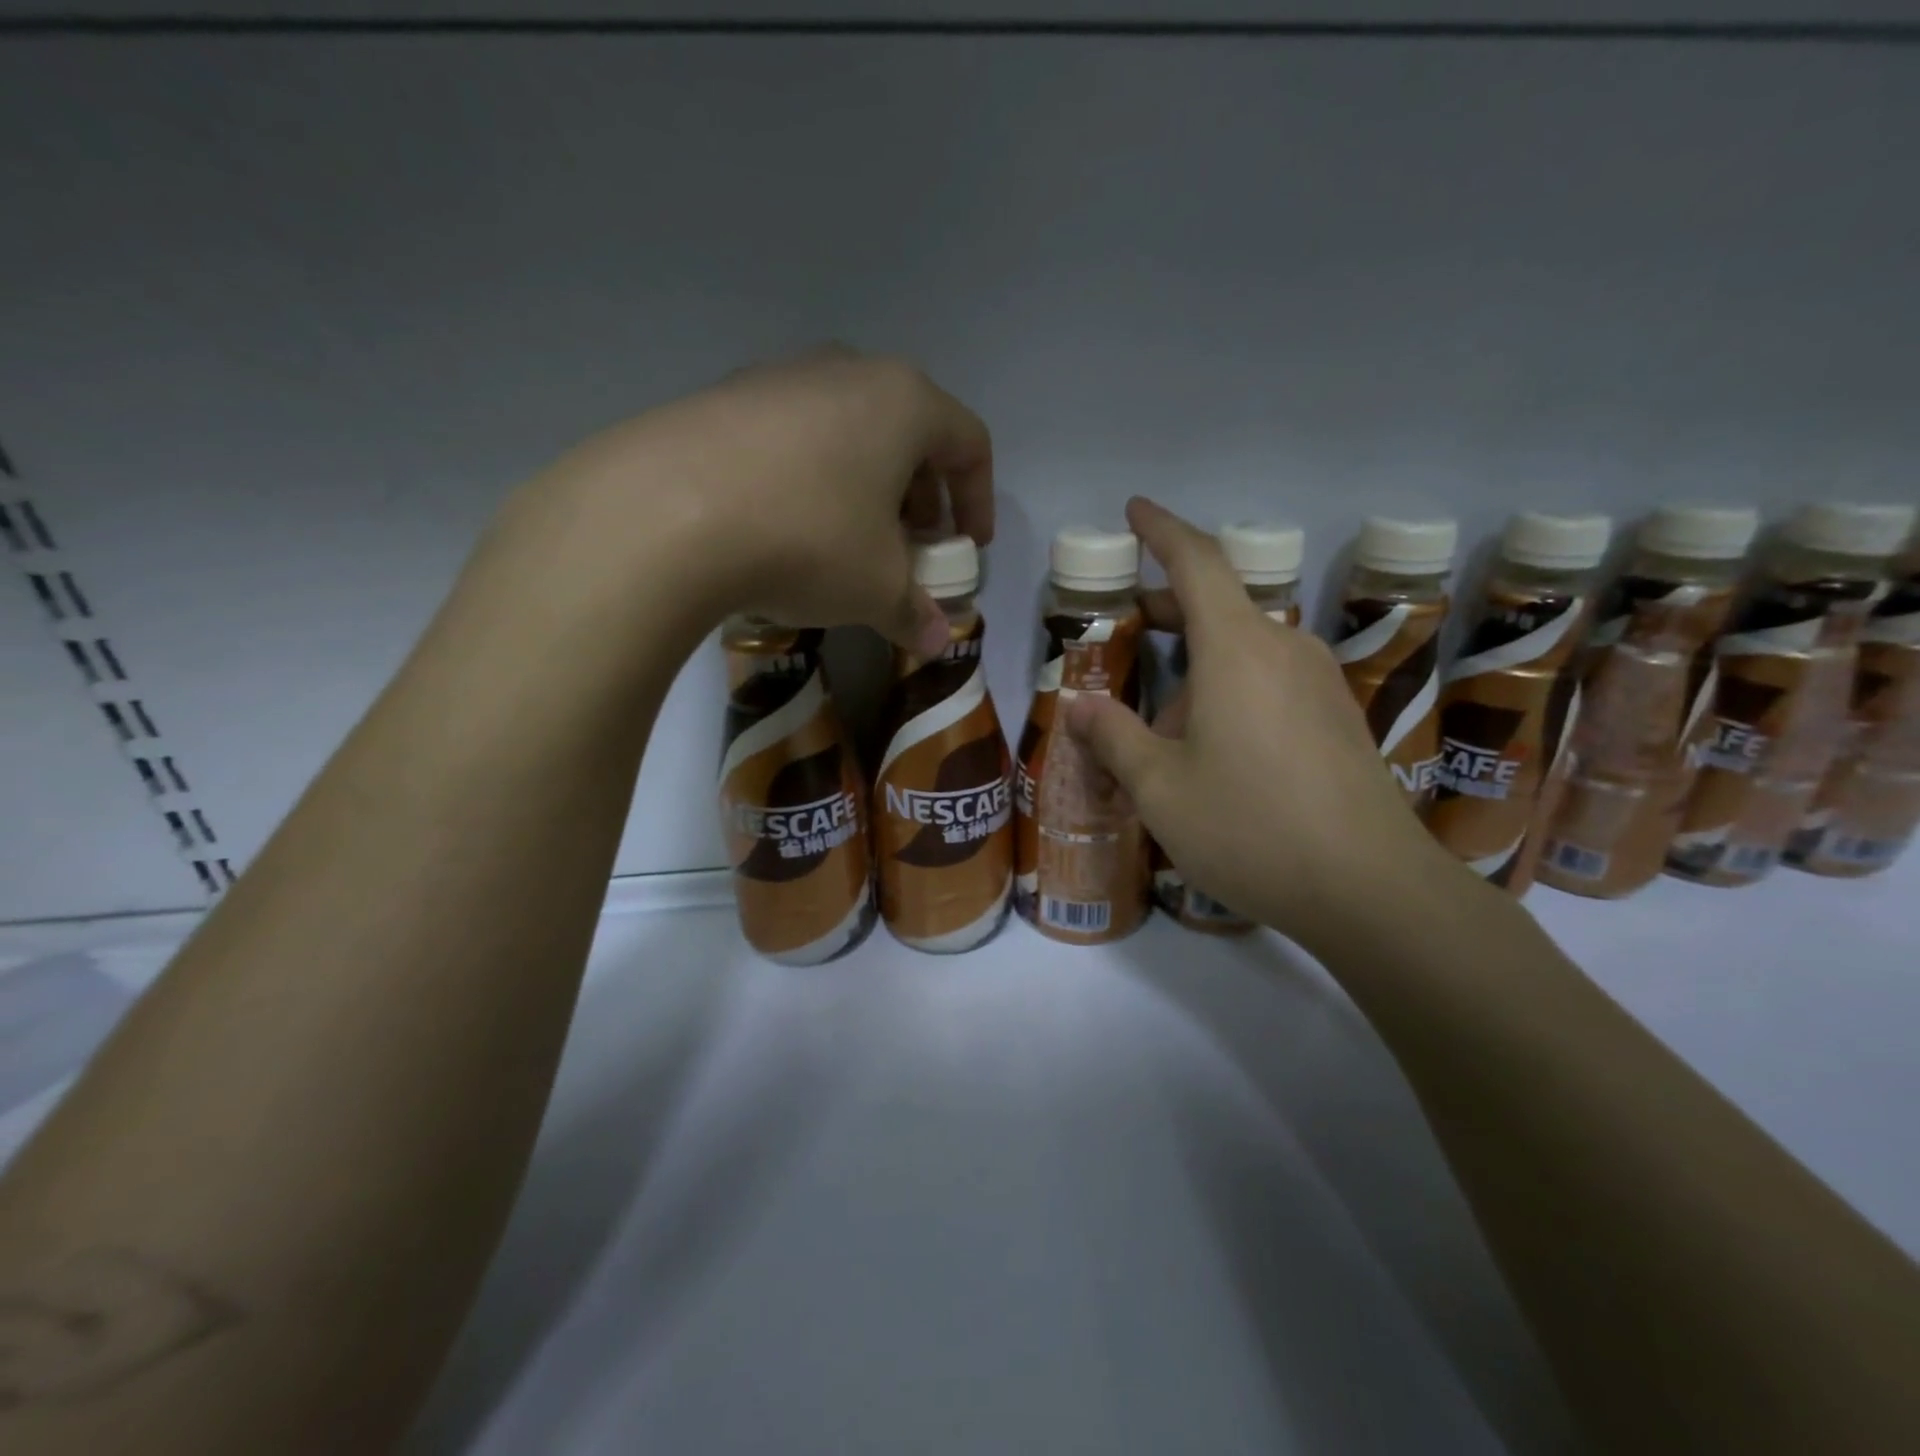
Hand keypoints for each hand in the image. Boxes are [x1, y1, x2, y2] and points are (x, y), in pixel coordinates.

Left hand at [494, 347, 992, 657]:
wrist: (664, 514)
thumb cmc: (808, 540)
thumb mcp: (876, 589)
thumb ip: (915, 613)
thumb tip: (937, 643)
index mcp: (904, 402)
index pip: (968, 444)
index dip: (978, 500)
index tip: (967, 548)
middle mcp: (846, 371)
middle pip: (907, 433)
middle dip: (919, 497)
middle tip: (911, 548)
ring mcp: (778, 377)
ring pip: (847, 432)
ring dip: (864, 488)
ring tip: (849, 543)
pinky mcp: (723, 399)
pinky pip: (791, 439)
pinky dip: (809, 480)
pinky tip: (785, 528)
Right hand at [1065, 498, 1460, 951]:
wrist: (1372, 890)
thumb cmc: (1250, 828)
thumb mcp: (1160, 789)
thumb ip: (1115, 739)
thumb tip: (1080, 706)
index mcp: (1238, 650)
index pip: (1198, 563)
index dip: (1162, 531)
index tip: (1135, 511)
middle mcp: (1285, 650)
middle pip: (1223, 603)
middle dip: (1172, 603)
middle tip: (1132, 620)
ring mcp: (1320, 684)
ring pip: (1248, 648)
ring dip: (1201, 659)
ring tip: (1163, 712)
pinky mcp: (1339, 719)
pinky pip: (1273, 680)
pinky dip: (1232, 686)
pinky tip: (1215, 743)